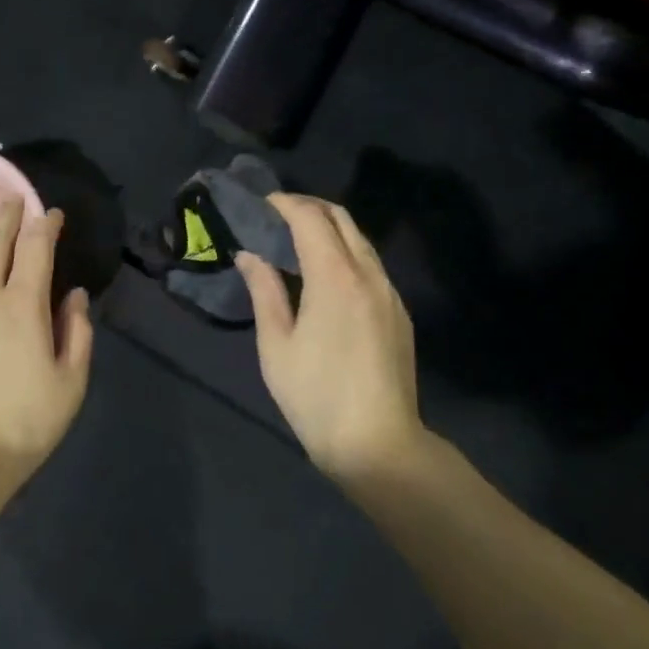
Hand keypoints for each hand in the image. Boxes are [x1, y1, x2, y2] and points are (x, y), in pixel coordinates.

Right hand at [236, 193, 428, 484]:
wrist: (379, 445)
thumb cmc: (316, 395)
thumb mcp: (276, 345)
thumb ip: (264, 291)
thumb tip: (249, 255)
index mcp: (334, 278)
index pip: (311, 219)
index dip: (285, 204)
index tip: (263, 204)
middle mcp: (368, 275)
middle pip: (342, 219)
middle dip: (309, 207)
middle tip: (278, 214)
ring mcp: (389, 294)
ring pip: (360, 241)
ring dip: (330, 229)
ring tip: (298, 240)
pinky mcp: (399, 313)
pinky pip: (371, 265)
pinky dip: (346, 252)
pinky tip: (326, 274)